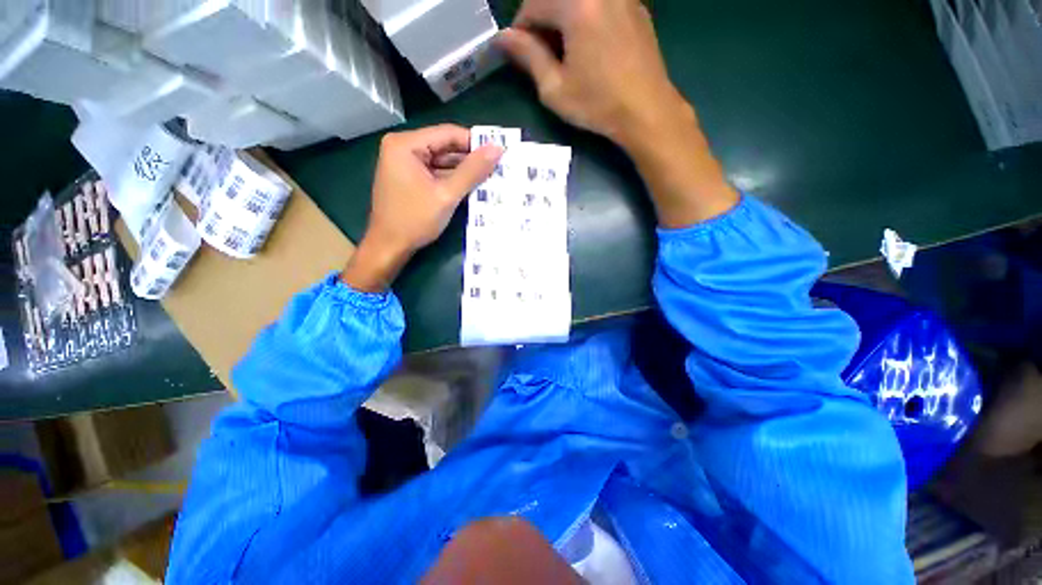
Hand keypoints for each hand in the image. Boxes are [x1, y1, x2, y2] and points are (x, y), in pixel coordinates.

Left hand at [342, 125, 502, 291]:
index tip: (499, 154)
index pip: (448, 134)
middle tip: (497, 168)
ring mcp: (405, 163)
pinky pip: (436, 173)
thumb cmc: (415, 220)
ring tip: (490, 178)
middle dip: (470, 159)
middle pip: (445, 146)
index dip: (475, 143)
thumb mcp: (447, 195)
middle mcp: (403, 147)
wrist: (389, 247)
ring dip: (464, 171)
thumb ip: (472, 171)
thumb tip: (497, 148)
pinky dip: (453, 180)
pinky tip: (472, 187)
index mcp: (406, 144)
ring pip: (442, 161)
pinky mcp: (409, 178)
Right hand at [497, 0, 689, 149]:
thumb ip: (527, 56)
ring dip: (564, 20)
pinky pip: (601, 4)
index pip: (534, 4)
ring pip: (579, 1)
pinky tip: (588, 46)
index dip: (520, 29)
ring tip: (565, 53)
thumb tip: (503, 38)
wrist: (646, 111)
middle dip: (543, 22)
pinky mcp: (636, 7)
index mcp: (577, 5)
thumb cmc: (597, 104)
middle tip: (541, 55)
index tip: (519, 53)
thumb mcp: (554, 88)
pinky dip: (586, 18)